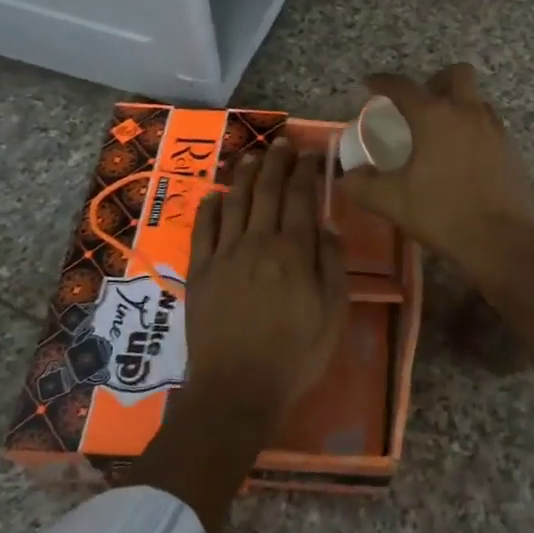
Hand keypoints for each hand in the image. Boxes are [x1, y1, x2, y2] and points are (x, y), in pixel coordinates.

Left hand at [186, 139, 348, 423]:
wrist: (237, 389)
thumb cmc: (296, 354)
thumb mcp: (333, 313)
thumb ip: (331, 264)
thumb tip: (326, 225)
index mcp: (294, 251)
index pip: (302, 198)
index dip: (307, 171)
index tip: (313, 153)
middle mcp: (258, 242)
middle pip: (268, 191)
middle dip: (277, 162)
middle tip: (283, 143)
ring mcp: (225, 254)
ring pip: (235, 201)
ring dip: (245, 174)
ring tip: (253, 155)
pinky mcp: (200, 270)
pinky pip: (203, 228)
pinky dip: (210, 206)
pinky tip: (215, 194)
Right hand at [342, 64, 533, 395]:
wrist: (501, 241)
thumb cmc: (442, 214)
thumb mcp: (392, 202)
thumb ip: (363, 185)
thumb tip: (347, 177)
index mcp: (435, 116)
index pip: (403, 86)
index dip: (383, 82)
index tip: (371, 84)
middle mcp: (468, 112)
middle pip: (456, 75)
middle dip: (435, 81)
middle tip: (420, 104)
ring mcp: (495, 130)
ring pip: (476, 100)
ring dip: (458, 105)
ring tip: (441, 132)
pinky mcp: (511, 150)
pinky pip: (490, 126)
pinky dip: (474, 130)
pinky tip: (463, 158)